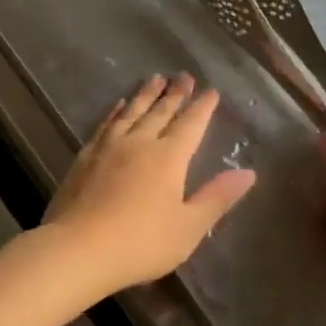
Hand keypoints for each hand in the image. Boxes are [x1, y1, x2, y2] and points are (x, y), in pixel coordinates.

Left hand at [43, 73, 255, 298]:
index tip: (211, 91)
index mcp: (169, 158)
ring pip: (131, 112)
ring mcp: (108, 147)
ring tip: (154, 78)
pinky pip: (106, 124)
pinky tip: (118, 105)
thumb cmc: (141, 242)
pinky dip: (115, 111)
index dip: (202, 108)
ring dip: (145, 95)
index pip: (191, 125)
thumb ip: (217, 197)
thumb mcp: (189, 227)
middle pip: (160, 112)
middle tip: (183, 75)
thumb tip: (247, 172)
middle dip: (175, 94)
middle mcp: (140, 143)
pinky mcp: (85, 158)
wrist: (78, 249)